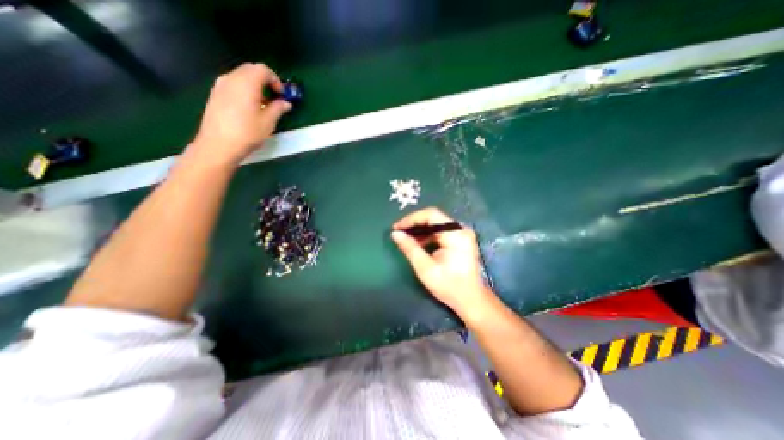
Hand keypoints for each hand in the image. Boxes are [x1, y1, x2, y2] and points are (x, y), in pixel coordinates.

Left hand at [190, 63, 289, 166]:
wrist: (218, 145)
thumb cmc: (247, 133)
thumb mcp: (268, 122)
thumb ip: (278, 109)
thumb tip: (285, 103)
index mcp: (246, 83)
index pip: (263, 70)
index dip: (276, 80)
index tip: (282, 95)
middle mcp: (231, 79)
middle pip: (251, 70)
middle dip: (265, 81)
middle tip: (275, 98)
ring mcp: (221, 86)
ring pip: (241, 77)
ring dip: (255, 86)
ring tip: (263, 105)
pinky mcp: (215, 94)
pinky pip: (233, 85)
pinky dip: (245, 90)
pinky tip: (250, 108)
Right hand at [390, 209, 488, 313]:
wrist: (471, 300)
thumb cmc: (449, 286)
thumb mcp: (425, 268)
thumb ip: (410, 248)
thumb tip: (395, 234)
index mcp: (455, 234)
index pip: (431, 214)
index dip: (411, 219)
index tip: (397, 228)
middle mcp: (460, 229)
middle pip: (433, 218)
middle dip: (414, 225)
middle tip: (399, 233)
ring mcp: (462, 234)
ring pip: (436, 224)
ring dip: (420, 231)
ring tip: (407, 240)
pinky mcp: (460, 239)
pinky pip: (440, 231)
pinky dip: (428, 236)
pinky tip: (419, 244)